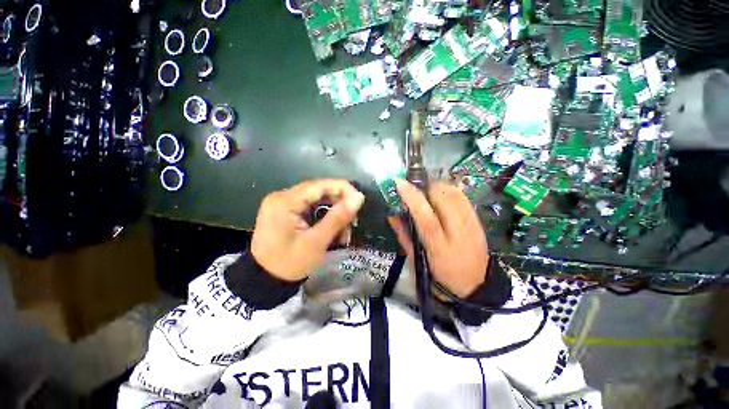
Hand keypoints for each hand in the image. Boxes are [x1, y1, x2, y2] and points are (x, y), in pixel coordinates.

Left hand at [251, 179, 364, 281]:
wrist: (263, 281)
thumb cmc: (289, 264)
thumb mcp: (316, 242)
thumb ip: (337, 218)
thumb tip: (358, 197)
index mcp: (285, 201)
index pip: (319, 185)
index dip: (343, 189)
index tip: (359, 200)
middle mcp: (282, 197)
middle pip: (318, 192)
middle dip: (338, 205)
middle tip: (352, 221)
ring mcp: (282, 204)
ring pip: (316, 200)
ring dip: (333, 213)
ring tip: (343, 232)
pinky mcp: (286, 211)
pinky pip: (310, 208)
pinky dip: (324, 217)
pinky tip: (332, 231)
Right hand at [388, 180, 488, 297]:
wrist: (474, 285)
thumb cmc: (439, 275)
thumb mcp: (417, 260)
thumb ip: (404, 236)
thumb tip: (391, 215)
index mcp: (439, 247)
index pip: (426, 217)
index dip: (412, 197)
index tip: (400, 182)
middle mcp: (459, 233)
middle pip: (444, 198)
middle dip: (427, 187)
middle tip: (416, 190)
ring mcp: (472, 225)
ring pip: (455, 193)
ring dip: (438, 187)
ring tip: (428, 192)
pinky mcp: (479, 221)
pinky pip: (464, 196)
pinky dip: (450, 190)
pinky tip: (442, 196)